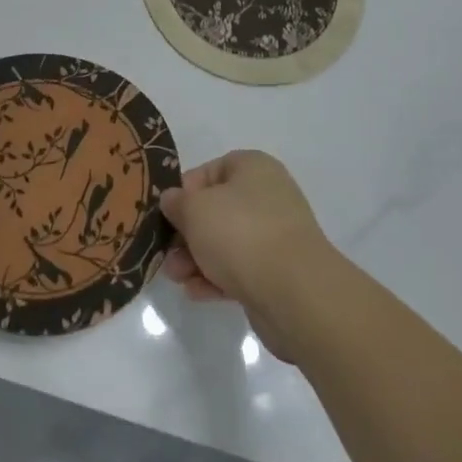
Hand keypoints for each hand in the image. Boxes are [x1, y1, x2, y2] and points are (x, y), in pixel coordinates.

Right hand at [158, 151, 332, 351]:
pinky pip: (240, 269)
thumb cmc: (239, 234)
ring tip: (177, 278)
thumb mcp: (194, 209)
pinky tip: (197, 293)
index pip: (209, 171)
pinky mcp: (278, 272)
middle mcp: (267, 196)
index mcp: (253, 168)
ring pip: (225, 242)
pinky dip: (216, 278)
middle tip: (166, 254)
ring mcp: (275, 236)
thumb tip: (173, 201)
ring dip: (196, 259)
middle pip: (215, 210)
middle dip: (186, 234)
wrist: (295, 293)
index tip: (166, 214)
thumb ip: (176, 202)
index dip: (184, 192)